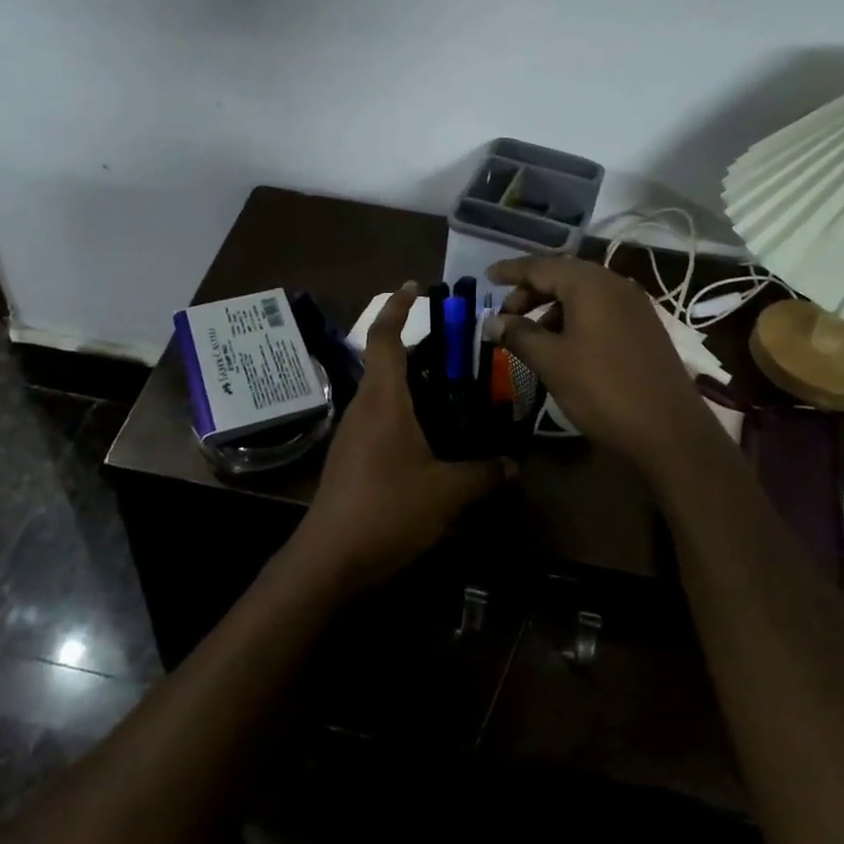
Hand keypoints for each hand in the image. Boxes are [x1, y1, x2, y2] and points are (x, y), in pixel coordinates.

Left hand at [292, 283, 502, 591]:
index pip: (385, 336)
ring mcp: (353, 431)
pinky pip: (380, 417)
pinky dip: (405, 412)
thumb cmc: (387, 509)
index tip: (415, 286)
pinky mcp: (351, 455)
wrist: (330, 557)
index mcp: (383, 398)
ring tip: (453, 391)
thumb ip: (482, 474)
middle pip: (387, 361)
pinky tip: (432, 436)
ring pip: (384, 391)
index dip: (398, 307)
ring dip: (414, 383)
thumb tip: (513, 464)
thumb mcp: (446, 492)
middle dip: (421, 349)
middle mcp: (364, 405)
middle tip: (459, 350)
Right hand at [487, 256, 720, 474]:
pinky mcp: (644, 327)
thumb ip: (519, 335)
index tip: (487, 277)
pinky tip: (563, 345)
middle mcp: (614, 284)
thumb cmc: (603, 390)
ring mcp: (634, 305)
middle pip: (562, 276)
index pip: (540, 266)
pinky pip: (600, 309)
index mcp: (590, 284)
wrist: (671, 431)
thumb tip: (491, 322)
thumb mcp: (552, 362)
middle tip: (505, 316)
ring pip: (582, 294)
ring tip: (531, 334)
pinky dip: (574, 318)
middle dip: (530, 292)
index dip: (511, 271)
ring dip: (552, 307)